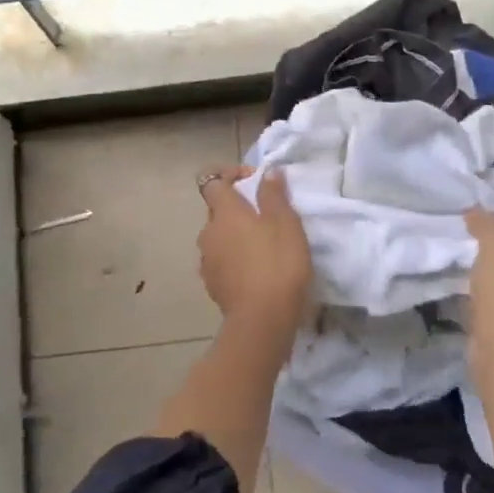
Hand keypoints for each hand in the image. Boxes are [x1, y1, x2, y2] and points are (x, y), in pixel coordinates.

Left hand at [198, 166, 312, 335]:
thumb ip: (274, 195)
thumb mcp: (286, 224)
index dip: (229, 174)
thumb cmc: (278, 264)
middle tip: (266, 216)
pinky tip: (255, 270)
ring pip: (218, 237)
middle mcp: (208, 232)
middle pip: (216, 209)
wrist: (262, 320)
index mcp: (225, 212)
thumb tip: (267, 172)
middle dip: (237, 207)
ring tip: (262, 246)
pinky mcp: (211, 284)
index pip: (212, 181)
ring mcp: (206, 260)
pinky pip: (220, 260)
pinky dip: (234, 258)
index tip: (254, 180)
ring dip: (235, 235)